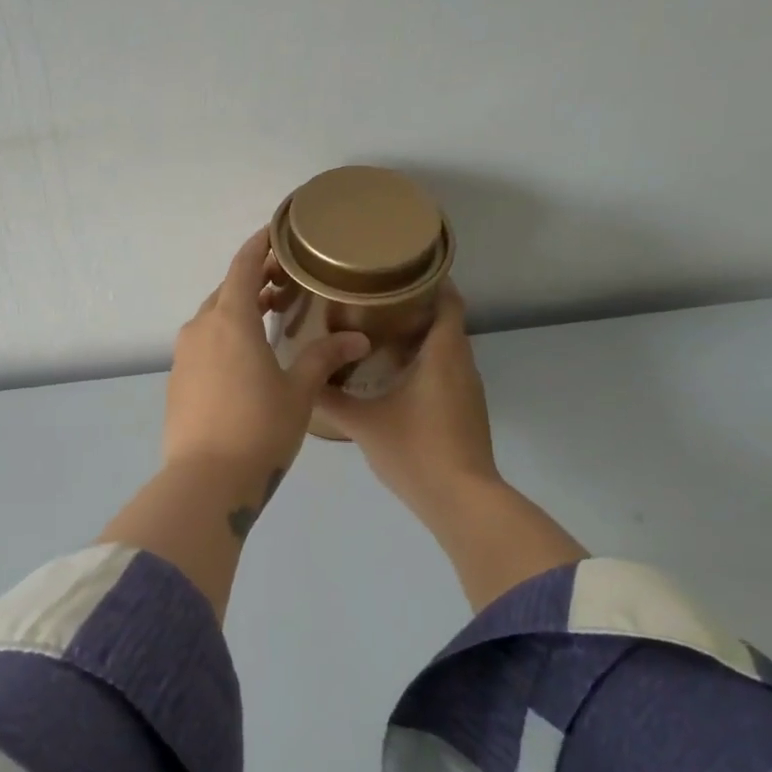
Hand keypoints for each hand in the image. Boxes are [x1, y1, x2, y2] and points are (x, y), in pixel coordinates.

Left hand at [165, 228, 370, 477]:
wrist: (205, 480)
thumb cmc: (259, 428)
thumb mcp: (298, 392)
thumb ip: (324, 358)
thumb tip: (357, 339)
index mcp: (230, 319)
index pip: (243, 265)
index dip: (260, 244)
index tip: (278, 232)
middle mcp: (201, 328)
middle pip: (227, 290)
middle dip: (254, 280)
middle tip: (287, 284)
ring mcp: (184, 355)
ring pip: (213, 318)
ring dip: (239, 310)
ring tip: (271, 318)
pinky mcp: (177, 380)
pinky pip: (203, 343)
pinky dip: (224, 336)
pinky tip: (246, 358)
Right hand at [314, 286, 499, 521]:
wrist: (461, 500)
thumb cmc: (415, 451)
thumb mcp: (364, 423)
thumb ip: (331, 399)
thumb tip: (304, 379)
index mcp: (443, 354)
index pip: (448, 300)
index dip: (429, 280)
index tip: (396, 270)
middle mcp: (462, 364)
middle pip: (444, 321)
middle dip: (413, 306)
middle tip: (371, 298)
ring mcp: (467, 389)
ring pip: (445, 348)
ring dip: (417, 336)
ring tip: (375, 329)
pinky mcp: (465, 410)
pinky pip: (445, 371)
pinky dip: (423, 362)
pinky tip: (391, 373)